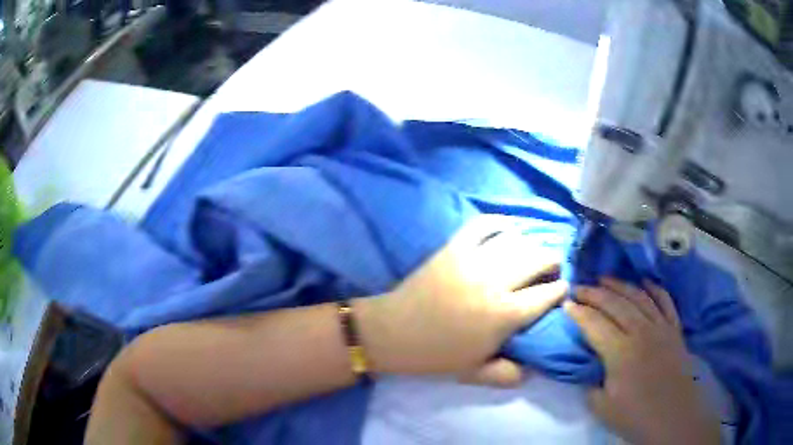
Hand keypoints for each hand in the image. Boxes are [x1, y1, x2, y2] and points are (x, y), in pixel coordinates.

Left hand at [356, 215, 567, 386]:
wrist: (393, 332)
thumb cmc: (436, 355)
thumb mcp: (474, 373)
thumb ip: (508, 375)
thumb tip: (532, 369)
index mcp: (504, 315)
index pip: (546, 295)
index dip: (560, 290)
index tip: (562, 288)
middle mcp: (495, 282)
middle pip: (538, 259)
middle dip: (552, 261)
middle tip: (551, 268)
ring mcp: (473, 260)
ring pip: (516, 240)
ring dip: (531, 243)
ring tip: (532, 252)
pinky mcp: (453, 247)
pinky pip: (483, 224)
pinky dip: (500, 222)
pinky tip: (508, 229)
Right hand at [564, 278, 720, 444]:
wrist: (672, 417)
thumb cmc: (636, 416)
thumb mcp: (602, 407)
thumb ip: (591, 384)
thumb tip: (589, 368)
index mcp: (620, 352)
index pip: (595, 324)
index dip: (579, 313)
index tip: (566, 304)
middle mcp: (641, 332)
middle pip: (615, 304)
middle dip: (594, 293)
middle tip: (579, 287)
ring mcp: (660, 327)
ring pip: (639, 297)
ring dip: (620, 285)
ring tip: (605, 278)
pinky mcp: (674, 329)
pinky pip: (665, 301)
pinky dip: (655, 289)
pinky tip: (645, 282)